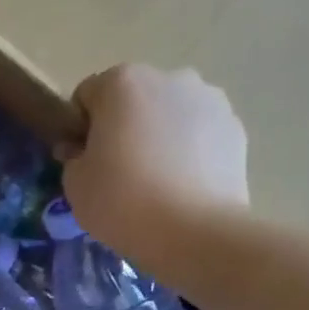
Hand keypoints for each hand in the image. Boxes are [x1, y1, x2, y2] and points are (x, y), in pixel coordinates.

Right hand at [62, 64, 248, 250]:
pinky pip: (199, 134)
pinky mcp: (235, 128)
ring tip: (157, 182)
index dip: (80, 129)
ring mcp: (209, 100)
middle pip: (133, 100)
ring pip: (169, 114)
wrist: (195, 232)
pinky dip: (189, 151)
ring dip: (159, 136)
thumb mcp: (75, 184)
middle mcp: (169, 77)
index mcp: (122, 82)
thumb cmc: (122, 201)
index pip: (87, 97)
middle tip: (119, 173)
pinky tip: (184, 186)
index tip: (84, 161)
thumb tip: (80, 149)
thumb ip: (73, 157)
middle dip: (123, 127)